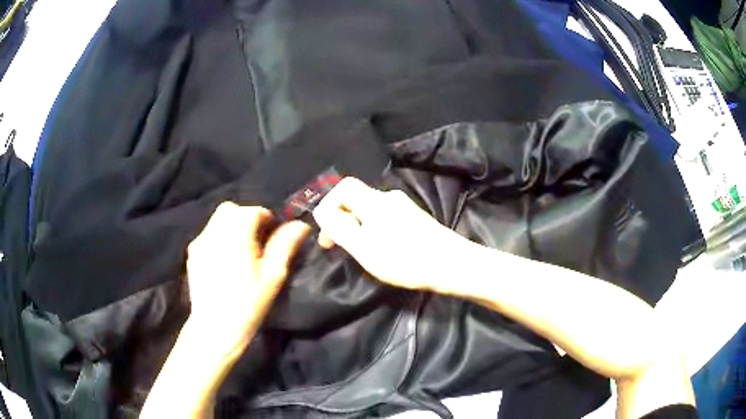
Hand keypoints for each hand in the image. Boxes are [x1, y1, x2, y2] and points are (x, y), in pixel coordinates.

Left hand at [186, 202, 309, 353]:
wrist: (215, 328)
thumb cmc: (248, 303)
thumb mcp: (273, 276)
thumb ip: (285, 245)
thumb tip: (301, 225)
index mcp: (236, 234)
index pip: (254, 211)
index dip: (268, 221)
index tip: (274, 240)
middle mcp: (214, 231)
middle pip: (232, 210)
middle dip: (248, 219)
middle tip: (258, 244)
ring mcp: (200, 241)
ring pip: (218, 220)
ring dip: (233, 227)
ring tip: (241, 253)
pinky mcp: (192, 252)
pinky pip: (209, 234)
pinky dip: (220, 237)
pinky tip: (225, 261)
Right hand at [313, 178, 472, 293]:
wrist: (450, 264)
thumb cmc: (403, 258)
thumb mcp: (362, 246)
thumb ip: (338, 226)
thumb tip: (322, 211)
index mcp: (374, 200)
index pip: (343, 187)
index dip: (329, 205)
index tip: (327, 233)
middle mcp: (389, 197)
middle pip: (356, 199)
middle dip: (342, 219)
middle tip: (337, 246)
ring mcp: (405, 207)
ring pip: (370, 211)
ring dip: (357, 227)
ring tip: (359, 251)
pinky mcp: (416, 219)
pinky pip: (385, 218)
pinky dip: (374, 230)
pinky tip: (381, 249)